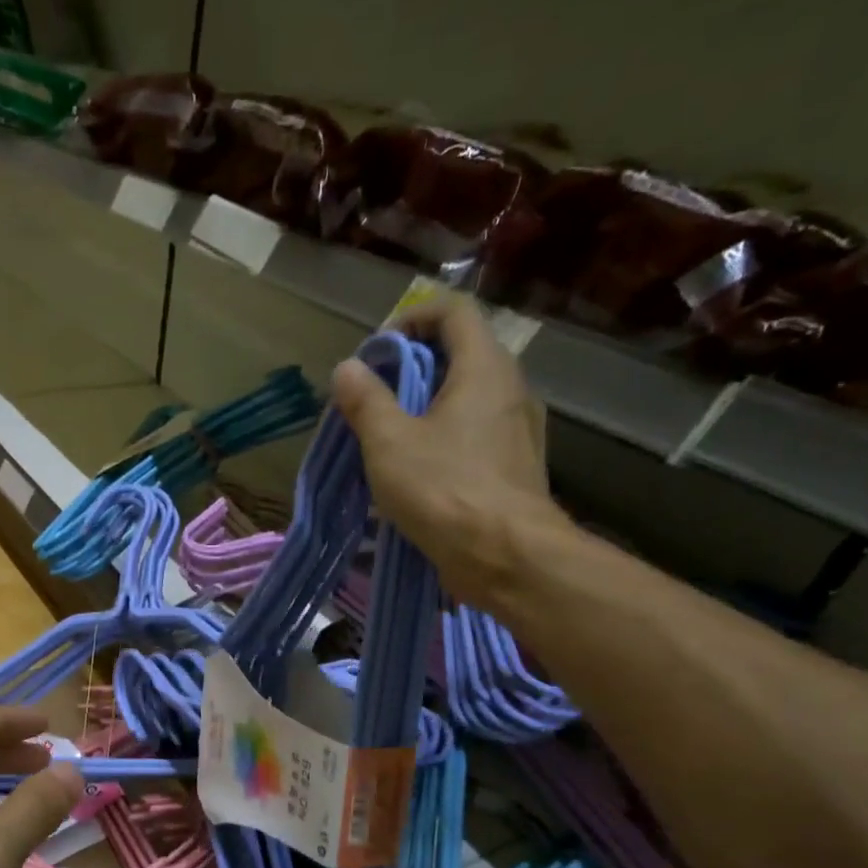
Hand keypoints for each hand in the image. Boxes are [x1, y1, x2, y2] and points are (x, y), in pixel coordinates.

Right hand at [332, 293, 574, 609]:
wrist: (506, 556)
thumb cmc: (444, 490)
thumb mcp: (389, 444)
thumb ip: (366, 401)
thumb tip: (347, 369)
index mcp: (484, 368)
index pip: (454, 311)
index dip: (412, 317)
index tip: (379, 351)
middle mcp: (511, 387)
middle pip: (462, 352)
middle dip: (415, 366)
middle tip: (376, 396)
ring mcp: (520, 428)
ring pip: (470, 396)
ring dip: (429, 404)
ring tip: (391, 436)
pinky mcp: (517, 464)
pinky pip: (478, 431)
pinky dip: (447, 435)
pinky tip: (420, 470)